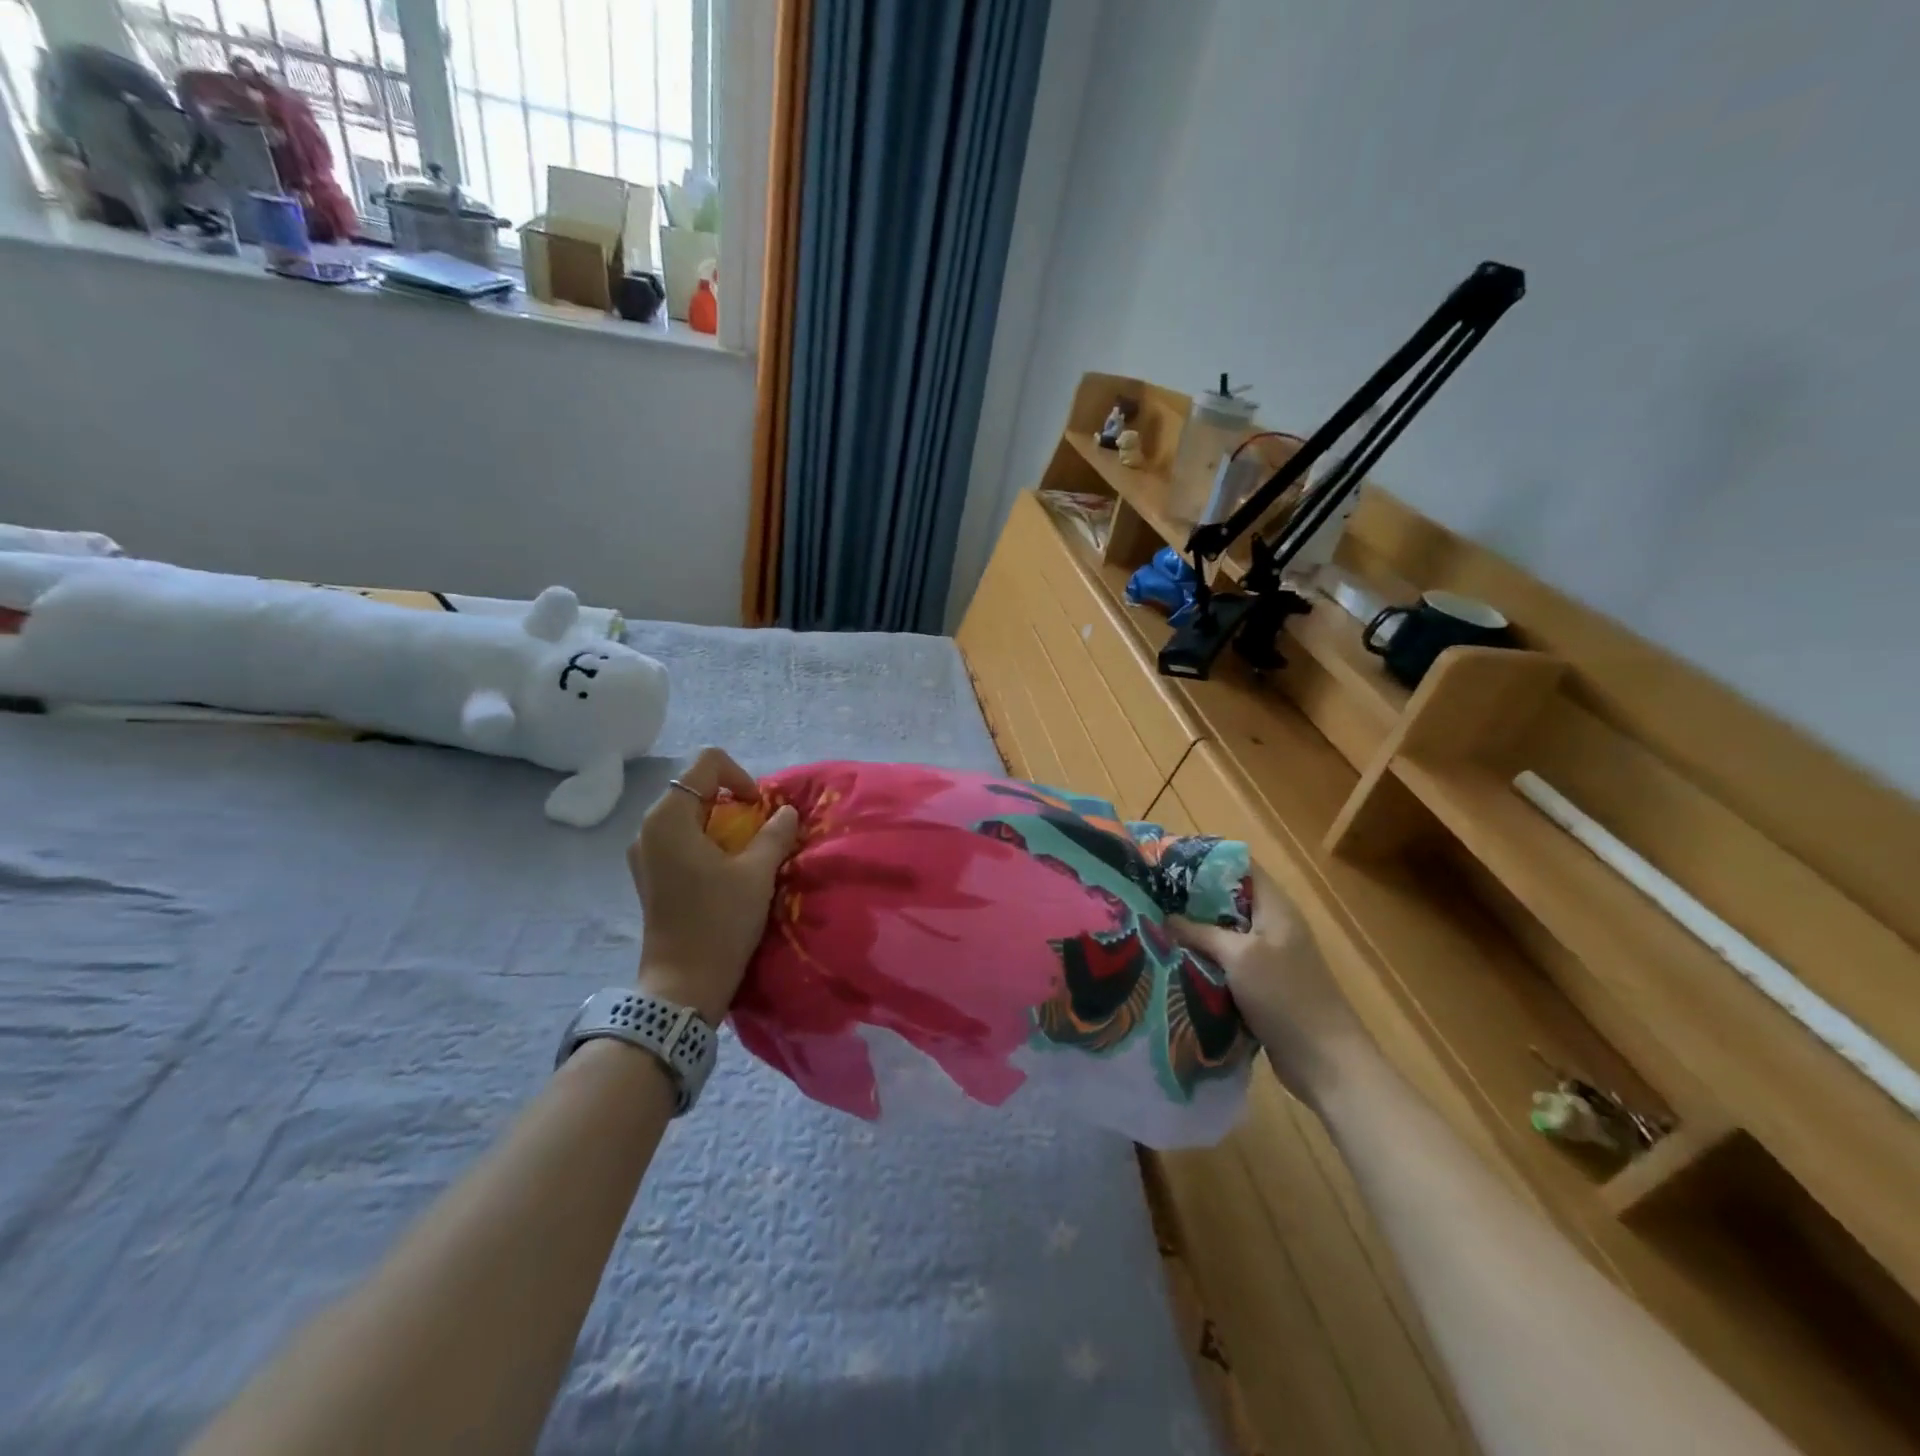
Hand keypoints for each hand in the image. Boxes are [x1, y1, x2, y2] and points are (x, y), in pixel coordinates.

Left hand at [627, 747, 799, 1024]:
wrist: (683, 985)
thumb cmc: (719, 922)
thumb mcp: (757, 873)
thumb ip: (774, 834)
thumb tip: (785, 812)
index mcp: (669, 817)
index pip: (706, 763)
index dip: (740, 776)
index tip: (759, 809)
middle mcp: (648, 827)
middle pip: (694, 787)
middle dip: (732, 800)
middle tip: (758, 830)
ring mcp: (644, 852)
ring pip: (687, 814)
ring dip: (721, 822)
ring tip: (745, 850)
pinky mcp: (649, 874)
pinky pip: (679, 838)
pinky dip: (705, 840)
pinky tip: (724, 869)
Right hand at [1170, 866, 1371, 1104]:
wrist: (1326, 1061)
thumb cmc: (1286, 996)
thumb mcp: (1239, 956)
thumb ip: (1201, 933)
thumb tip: (1166, 918)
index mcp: (1275, 907)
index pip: (1241, 865)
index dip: (1207, 859)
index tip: (1169, 861)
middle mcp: (1272, 925)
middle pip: (1228, 899)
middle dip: (1192, 898)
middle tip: (1153, 896)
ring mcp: (1268, 956)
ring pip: (1224, 932)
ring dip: (1196, 932)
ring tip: (1156, 926)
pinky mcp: (1262, 984)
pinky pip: (1227, 961)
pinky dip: (1205, 960)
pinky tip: (1176, 962)